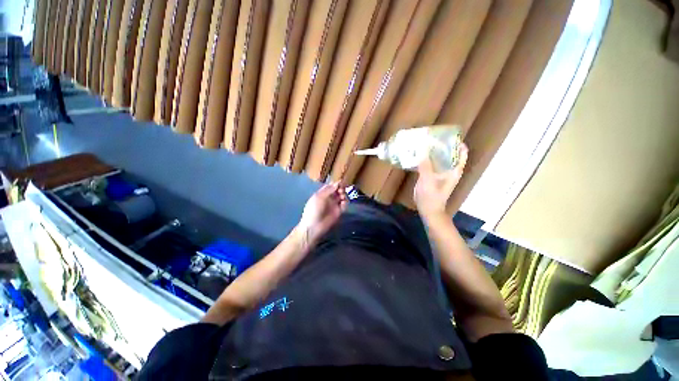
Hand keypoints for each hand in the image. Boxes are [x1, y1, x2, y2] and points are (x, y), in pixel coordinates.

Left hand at [298, 182, 347, 244]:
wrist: (314, 226)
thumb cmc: (314, 210)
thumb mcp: (319, 197)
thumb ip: (329, 190)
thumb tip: (337, 183)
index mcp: (322, 194)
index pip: (330, 186)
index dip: (336, 184)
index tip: (340, 182)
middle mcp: (329, 198)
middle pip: (337, 190)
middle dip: (341, 189)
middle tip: (341, 190)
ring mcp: (334, 205)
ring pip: (342, 197)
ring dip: (343, 195)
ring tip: (342, 196)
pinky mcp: (338, 212)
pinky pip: (344, 205)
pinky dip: (345, 202)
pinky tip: (343, 203)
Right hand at [414, 144, 467, 218]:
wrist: (429, 211)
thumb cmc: (431, 196)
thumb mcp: (427, 180)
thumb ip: (425, 165)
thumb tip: (422, 149)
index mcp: (454, 170)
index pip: (462, 153)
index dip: (457, 143)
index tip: (448, 135)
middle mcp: (450, 170)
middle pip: (450, 154)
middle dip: (443, 145)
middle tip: (432, 137)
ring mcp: (441, 174)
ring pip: (440, 159)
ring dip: (434, 152)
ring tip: (424, 144)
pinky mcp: (433, 178)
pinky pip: (432, 165)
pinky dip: (427, 160)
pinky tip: (418, 157)